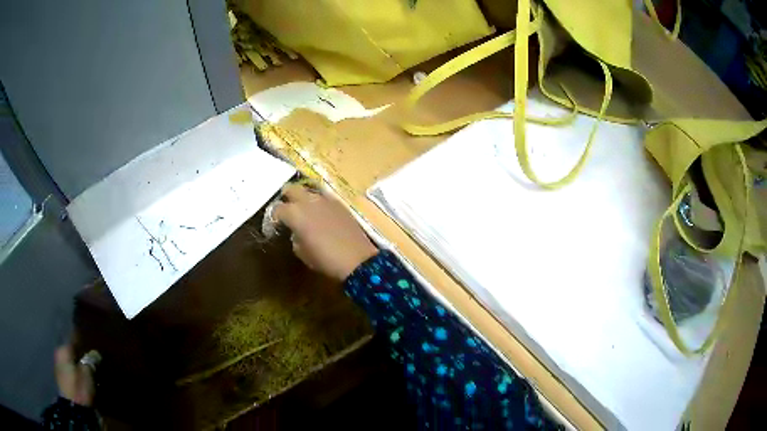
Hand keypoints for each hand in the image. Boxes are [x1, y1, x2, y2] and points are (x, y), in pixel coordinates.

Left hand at [54, 345, 95, 406]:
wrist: (74, 409)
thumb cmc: (79, 387)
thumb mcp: (88, 374)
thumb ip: (91, 361)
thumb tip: (95, 353)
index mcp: (62, 349)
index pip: (72, 338)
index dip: (81, 339)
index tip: (90, 339)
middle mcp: (59, 355)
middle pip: (71, 351)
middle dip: (80, 353)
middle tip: (92, 355)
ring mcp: (59, 368)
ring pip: (70, 361)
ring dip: (78, 363)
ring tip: (89, 367)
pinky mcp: (63, 381)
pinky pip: (71, 371)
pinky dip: (77, 372)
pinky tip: (84, 376)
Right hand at [273, 183, 377, 280]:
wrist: (357, 259)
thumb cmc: (325, 259)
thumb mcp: (303, 253)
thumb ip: (295, 238)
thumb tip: (296, 233)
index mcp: (295, 213)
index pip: (277, 209)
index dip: (273, 218)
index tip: (275, 226)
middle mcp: (308, 200)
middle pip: (291, 189)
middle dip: (286, 198)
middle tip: (287, 211)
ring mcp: (325, 199)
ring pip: (308, 190)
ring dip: (303, 198)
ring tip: (304, 211)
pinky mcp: (339, 203)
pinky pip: (323, 197)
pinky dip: (318, 203)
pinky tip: (321, 214)